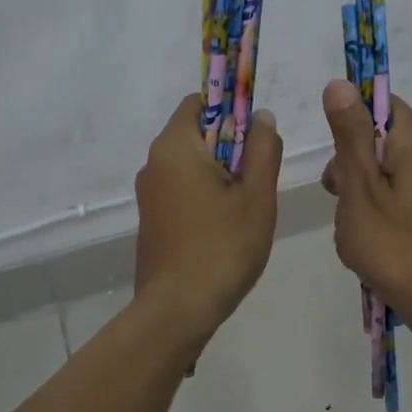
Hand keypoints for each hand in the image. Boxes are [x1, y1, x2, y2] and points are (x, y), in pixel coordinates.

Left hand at [133, 94, 282, 341]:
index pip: (199, 102)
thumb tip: (261, 116)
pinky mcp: (151, 219)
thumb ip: (262, 149)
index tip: (255, 137)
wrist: (178, 309)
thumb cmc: (223, 248)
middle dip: (230, 147)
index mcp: (174, 147)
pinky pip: (181, 190)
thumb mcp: (257, 196)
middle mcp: (153, 163)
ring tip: (245, 210)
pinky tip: (224, 229)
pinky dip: (204, 196)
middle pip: (196, 134)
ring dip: (220, 175)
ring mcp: (148, 193)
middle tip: (257, 181)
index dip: (231, 109)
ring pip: (190, 165)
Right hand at [319, 80, 411, 335]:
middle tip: (337, 194)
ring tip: (351, 226)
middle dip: (348, 163)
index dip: (350, 118)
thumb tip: (339, 83)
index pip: (381, 103)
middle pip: (378, 139)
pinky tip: (366, 240)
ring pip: (381, 172)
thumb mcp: (360, 189)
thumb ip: (349, 136)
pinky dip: (372, 212)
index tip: (332, 150)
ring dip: (357, 192)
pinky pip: (392, 197)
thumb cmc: (395, 246)